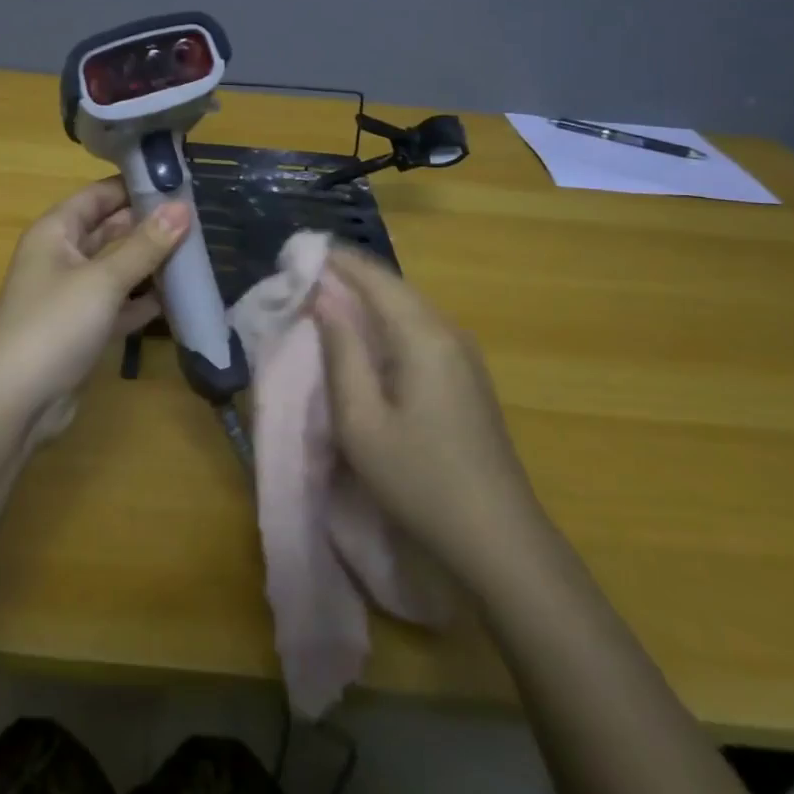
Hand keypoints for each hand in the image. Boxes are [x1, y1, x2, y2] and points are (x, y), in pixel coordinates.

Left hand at [0, 179, 190, 438]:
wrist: (14, 404)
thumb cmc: (54, 326)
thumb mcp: (103, 280)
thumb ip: (145, 245)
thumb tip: (183, 207)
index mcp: (55, 232)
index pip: (98, 195)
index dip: (134, 186)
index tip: (179, 182)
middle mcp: (60, 257)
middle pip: (109, 230)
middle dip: (148, 225)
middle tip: (199, 219)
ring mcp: (70, 295)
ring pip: (116, 268)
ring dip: (150, 263)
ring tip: (197, 252)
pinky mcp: (81, 329)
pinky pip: (117, 304)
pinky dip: (142, 301)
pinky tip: (178, 299)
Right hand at [313, 246, 541, 578]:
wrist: (498, 540)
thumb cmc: (419, 479)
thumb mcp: (361, 420)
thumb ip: (341, 352)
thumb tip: (324, 298)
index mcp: (423, 335)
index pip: (373, 276)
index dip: (334, 259)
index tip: (294, 254)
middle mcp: (448, 331)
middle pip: (392, 287)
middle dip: (348, 276)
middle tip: (302, 277)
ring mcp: (463, 354)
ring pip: (407, 307)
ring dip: (366, 298)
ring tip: (324, 299)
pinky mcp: (466, 376)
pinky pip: (419, 329)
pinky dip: (385, 321)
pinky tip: (365, 337)